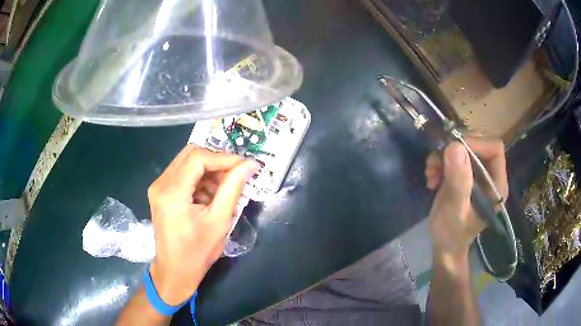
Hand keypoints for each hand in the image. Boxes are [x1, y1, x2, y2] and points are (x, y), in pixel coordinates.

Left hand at [147, 145, 258, 304]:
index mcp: (172, 192)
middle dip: (216, 161)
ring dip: (208, 170)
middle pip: (190, 154)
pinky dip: (199, 179)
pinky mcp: (160, 192)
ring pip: (186, 162)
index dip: (224, 158)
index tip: (245, 165)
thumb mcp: (219, 221)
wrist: (175, 271)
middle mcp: (160, 184)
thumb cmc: (198, 252)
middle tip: (236, 174)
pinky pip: (182, 174)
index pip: (198, 158)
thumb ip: (233, 188)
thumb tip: (250, 165)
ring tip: (225, 188)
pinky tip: (211, 195)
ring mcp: (158, 187)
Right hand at [425, 138, 507, 264]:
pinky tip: (431, 176)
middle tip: (437, 161)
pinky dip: (439, 161)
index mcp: (497, 184)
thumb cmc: (452, 234)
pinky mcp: (464, 174)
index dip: (476, 143)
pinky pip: (453, 156)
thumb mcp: (455, 210)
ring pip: (463, 148)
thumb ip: (459, 182)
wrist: (444, 245)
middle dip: (455, 149)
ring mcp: (477, 174)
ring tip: (431, 172)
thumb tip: (455, 146)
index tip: (453, 151)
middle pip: (478, 143)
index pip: (494, 149)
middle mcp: (490, 175)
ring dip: (443, 155)